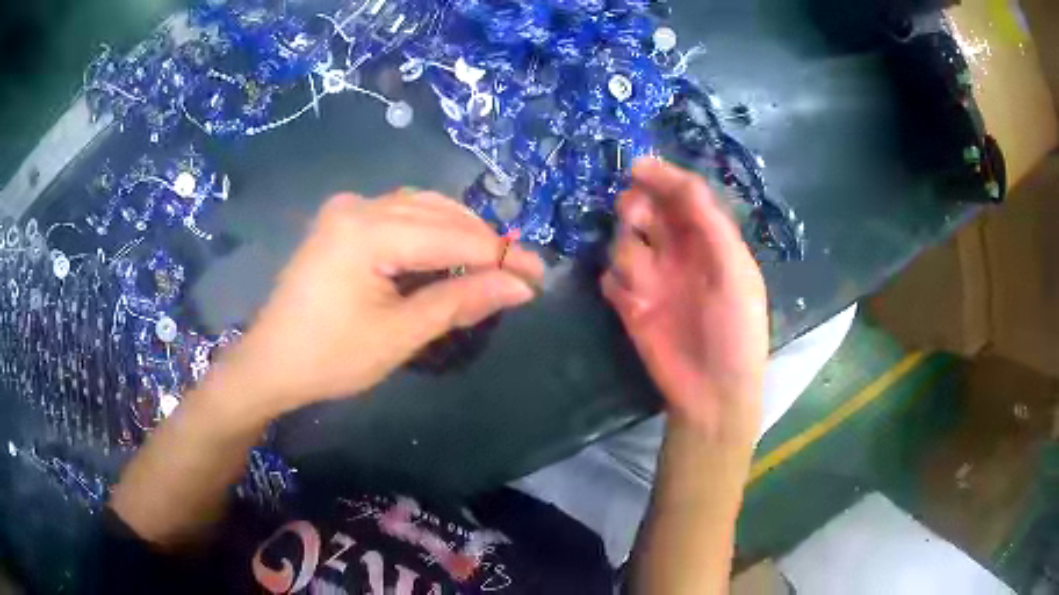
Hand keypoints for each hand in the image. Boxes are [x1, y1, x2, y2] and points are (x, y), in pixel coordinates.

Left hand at [210, 190, 542, 418]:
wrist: (271, 362)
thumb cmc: (330, 358)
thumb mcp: (399, 335)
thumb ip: (459, 301)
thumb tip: (519, 286)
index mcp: (367, 231)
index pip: (452, 236)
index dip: (500, 257)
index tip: (537, 278)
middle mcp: (358, 205)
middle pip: (440, 213)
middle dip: (484, 242)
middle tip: (520, 274)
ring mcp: (347, 209)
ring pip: (422, 207)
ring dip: (460, 232)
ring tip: (491, 265)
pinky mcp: (342, 220)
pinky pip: (400, 214)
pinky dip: (431, 230)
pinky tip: (449, 252)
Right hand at [602, 158, 766, 442]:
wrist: (712, 393)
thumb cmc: (735, 331)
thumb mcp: (736, 272)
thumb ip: (711, 225)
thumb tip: (679, 185)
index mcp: (710, 241)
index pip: (684, 197)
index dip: (664, 178)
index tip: (637, 167)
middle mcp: (679, 253)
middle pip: (649, 211)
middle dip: (637, 207)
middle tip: (636, 217)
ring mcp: (653, 279)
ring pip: (624, 241)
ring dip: (627, 249)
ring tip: (643, 281)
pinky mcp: (630, 305)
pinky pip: (610, 278)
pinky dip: (616, 283)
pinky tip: (633, 304)